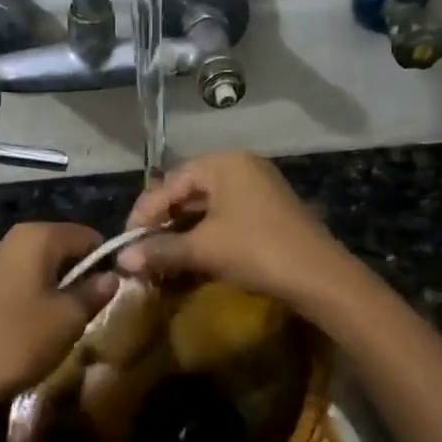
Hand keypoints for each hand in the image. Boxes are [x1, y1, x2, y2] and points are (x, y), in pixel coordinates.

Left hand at [0, 222, 118, 414]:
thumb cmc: (20, 341)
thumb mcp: (69, 319)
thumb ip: (94, 292)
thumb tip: (111, 276)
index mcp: (35, 237)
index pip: (86, 235)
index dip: (104, 259)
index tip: (113, 288)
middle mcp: (8, 239)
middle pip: (58, 247)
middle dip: (78, 272)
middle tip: (89, 307)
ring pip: (35, 265)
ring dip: (54, 286)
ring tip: (62, 320)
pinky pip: (14, 281)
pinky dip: (30, 294)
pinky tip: (32, 325)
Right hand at [121, 152, 356, 310]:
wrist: (320, 278)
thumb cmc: (256, 250)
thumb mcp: (203, 249)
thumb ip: (160, 250)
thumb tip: (121, 261)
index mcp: (223, 164)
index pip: (169, 183)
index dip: (144, 213)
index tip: (126, 242)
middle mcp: (240, 168)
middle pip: (187, 193)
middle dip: (162, 225)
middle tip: (141, 251)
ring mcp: (258, 190)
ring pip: (206, 209)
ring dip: (182, 235)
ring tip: (161, 259)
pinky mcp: (268, 214)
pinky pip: (225, 220)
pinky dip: (205, 239)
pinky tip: (191, 261)